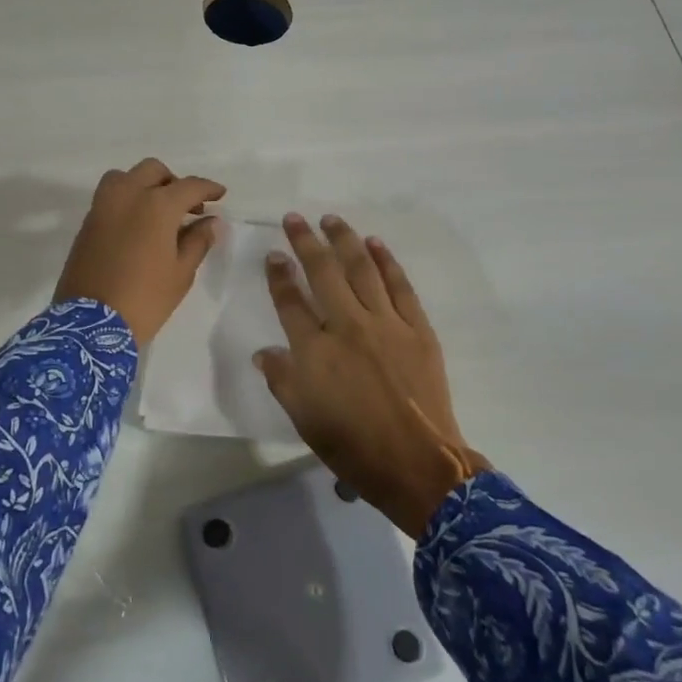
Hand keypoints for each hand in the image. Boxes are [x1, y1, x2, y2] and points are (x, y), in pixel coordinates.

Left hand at [54, 159, 225, 344]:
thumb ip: (198, 240)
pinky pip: (110, 196)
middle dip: (174, 182)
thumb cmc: (145, 298)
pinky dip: (127, 199)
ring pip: (126, 177)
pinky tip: (138, 224)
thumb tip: (211, 222)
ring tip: (158, 210)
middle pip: (154, 171)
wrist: (90, 324)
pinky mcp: (87, 222)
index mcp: (157, 205)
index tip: (219, 195)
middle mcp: (128, 195)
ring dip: (145, 184)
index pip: (189, 186)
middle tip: (188, 207)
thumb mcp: (181, 273)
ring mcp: (103, 206)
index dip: (208, 189)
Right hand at [256, 214, 488, 536]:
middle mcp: (347, 326)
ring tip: (331, 220)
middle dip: (306, 242)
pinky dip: (386, 261)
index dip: (279, 275)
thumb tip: (264, 352)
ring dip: (344, 240)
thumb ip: (282, 379)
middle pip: (323, 273)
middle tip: (294, 218)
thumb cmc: (352, 446)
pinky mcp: (416, 328)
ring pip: (361, 269)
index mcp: (315, 350)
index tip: (273, 254)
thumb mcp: (304, 418)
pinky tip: (375, 244)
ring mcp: (385, 324)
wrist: (416, 464)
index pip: (290, 301)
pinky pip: (399, 286)